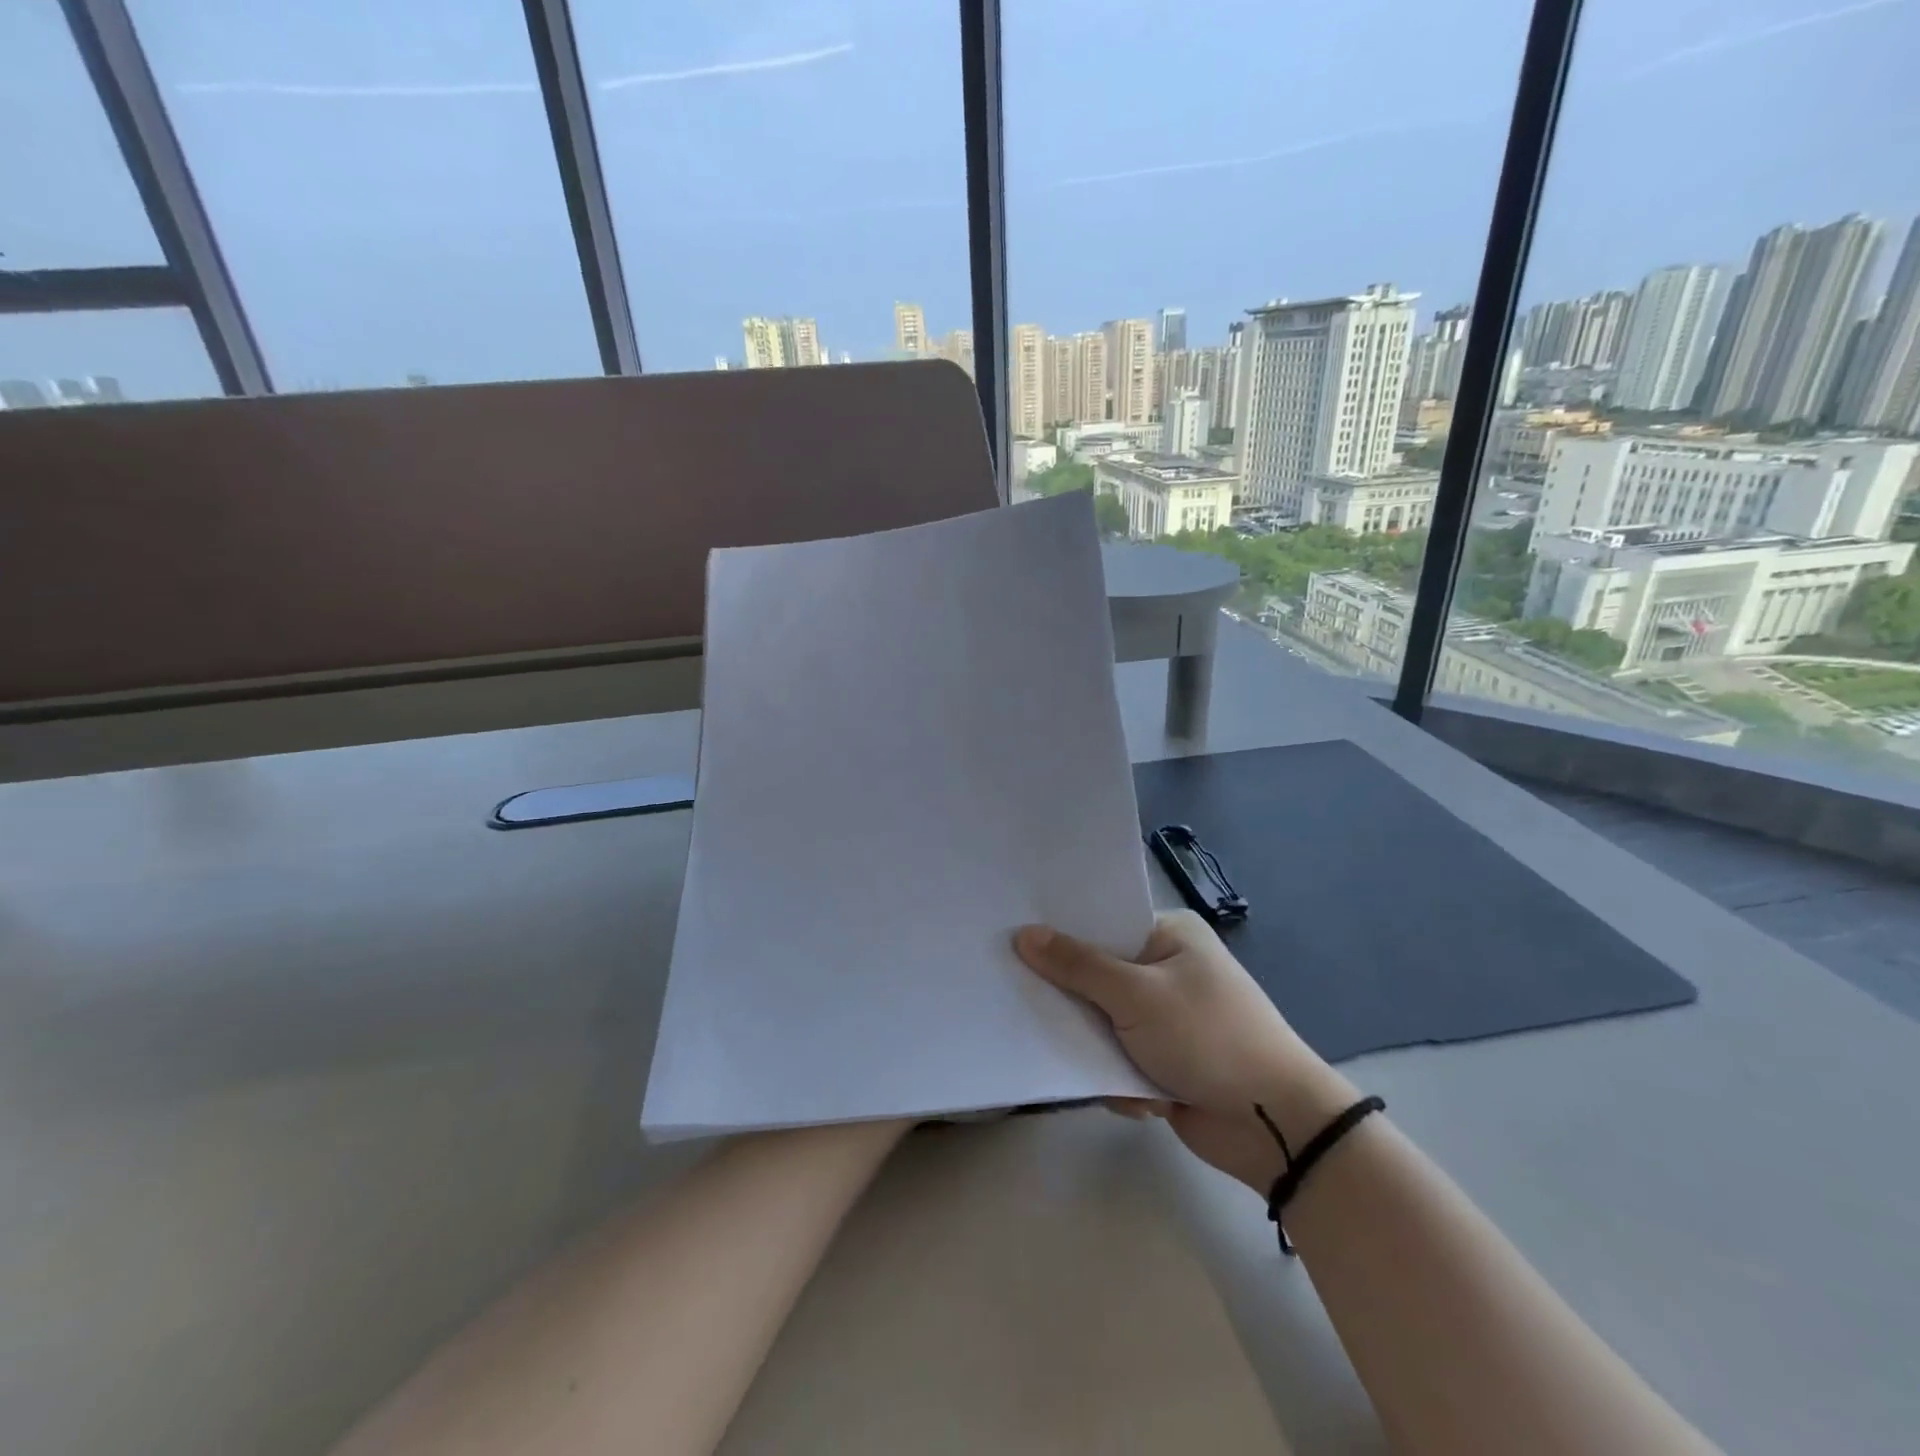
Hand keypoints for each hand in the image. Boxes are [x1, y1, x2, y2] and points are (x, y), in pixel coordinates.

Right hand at [1014, 912, 1356, 1192]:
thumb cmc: (1209, 1038)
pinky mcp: (1162, 1059)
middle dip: (1072, 998)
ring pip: (1102, 1021)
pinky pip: (1117, 1058)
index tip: (1010, 938)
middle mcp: (1165, 968)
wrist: (1276, 1126)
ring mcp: (1164, 1016)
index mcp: (1168, 935)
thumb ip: (1077, 966)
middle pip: (1095, 973)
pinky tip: (1135, 1097)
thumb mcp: (1138, 995)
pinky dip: (1119, 1078)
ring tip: (1091, 1064)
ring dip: (1097, 1048)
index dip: (1059, 931)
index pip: (1101, 922)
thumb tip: (1023, 934)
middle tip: (1019, 1000)